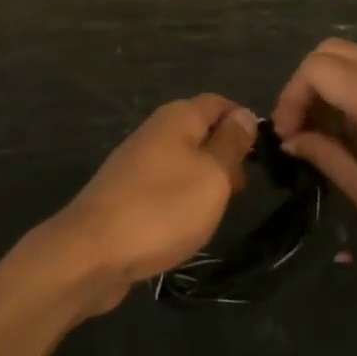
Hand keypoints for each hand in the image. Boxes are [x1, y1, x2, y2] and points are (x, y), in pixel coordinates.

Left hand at [39, 95, 256, 312]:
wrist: (92, 252)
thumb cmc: (162, 209)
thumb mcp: (212, 175)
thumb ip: (231, 143)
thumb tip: (244, 114)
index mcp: (177, 117)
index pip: (218, 103)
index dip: (243, 122)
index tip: (263, 154)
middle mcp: (155, 130)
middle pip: (200, 130)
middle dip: (226, 154)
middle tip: (242, 190)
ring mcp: (137, 161)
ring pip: (184, 159)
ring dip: (205, 180)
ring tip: (219, 211)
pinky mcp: (126, 192)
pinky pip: (165, 184)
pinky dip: (182, 198)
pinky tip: (187, 224)